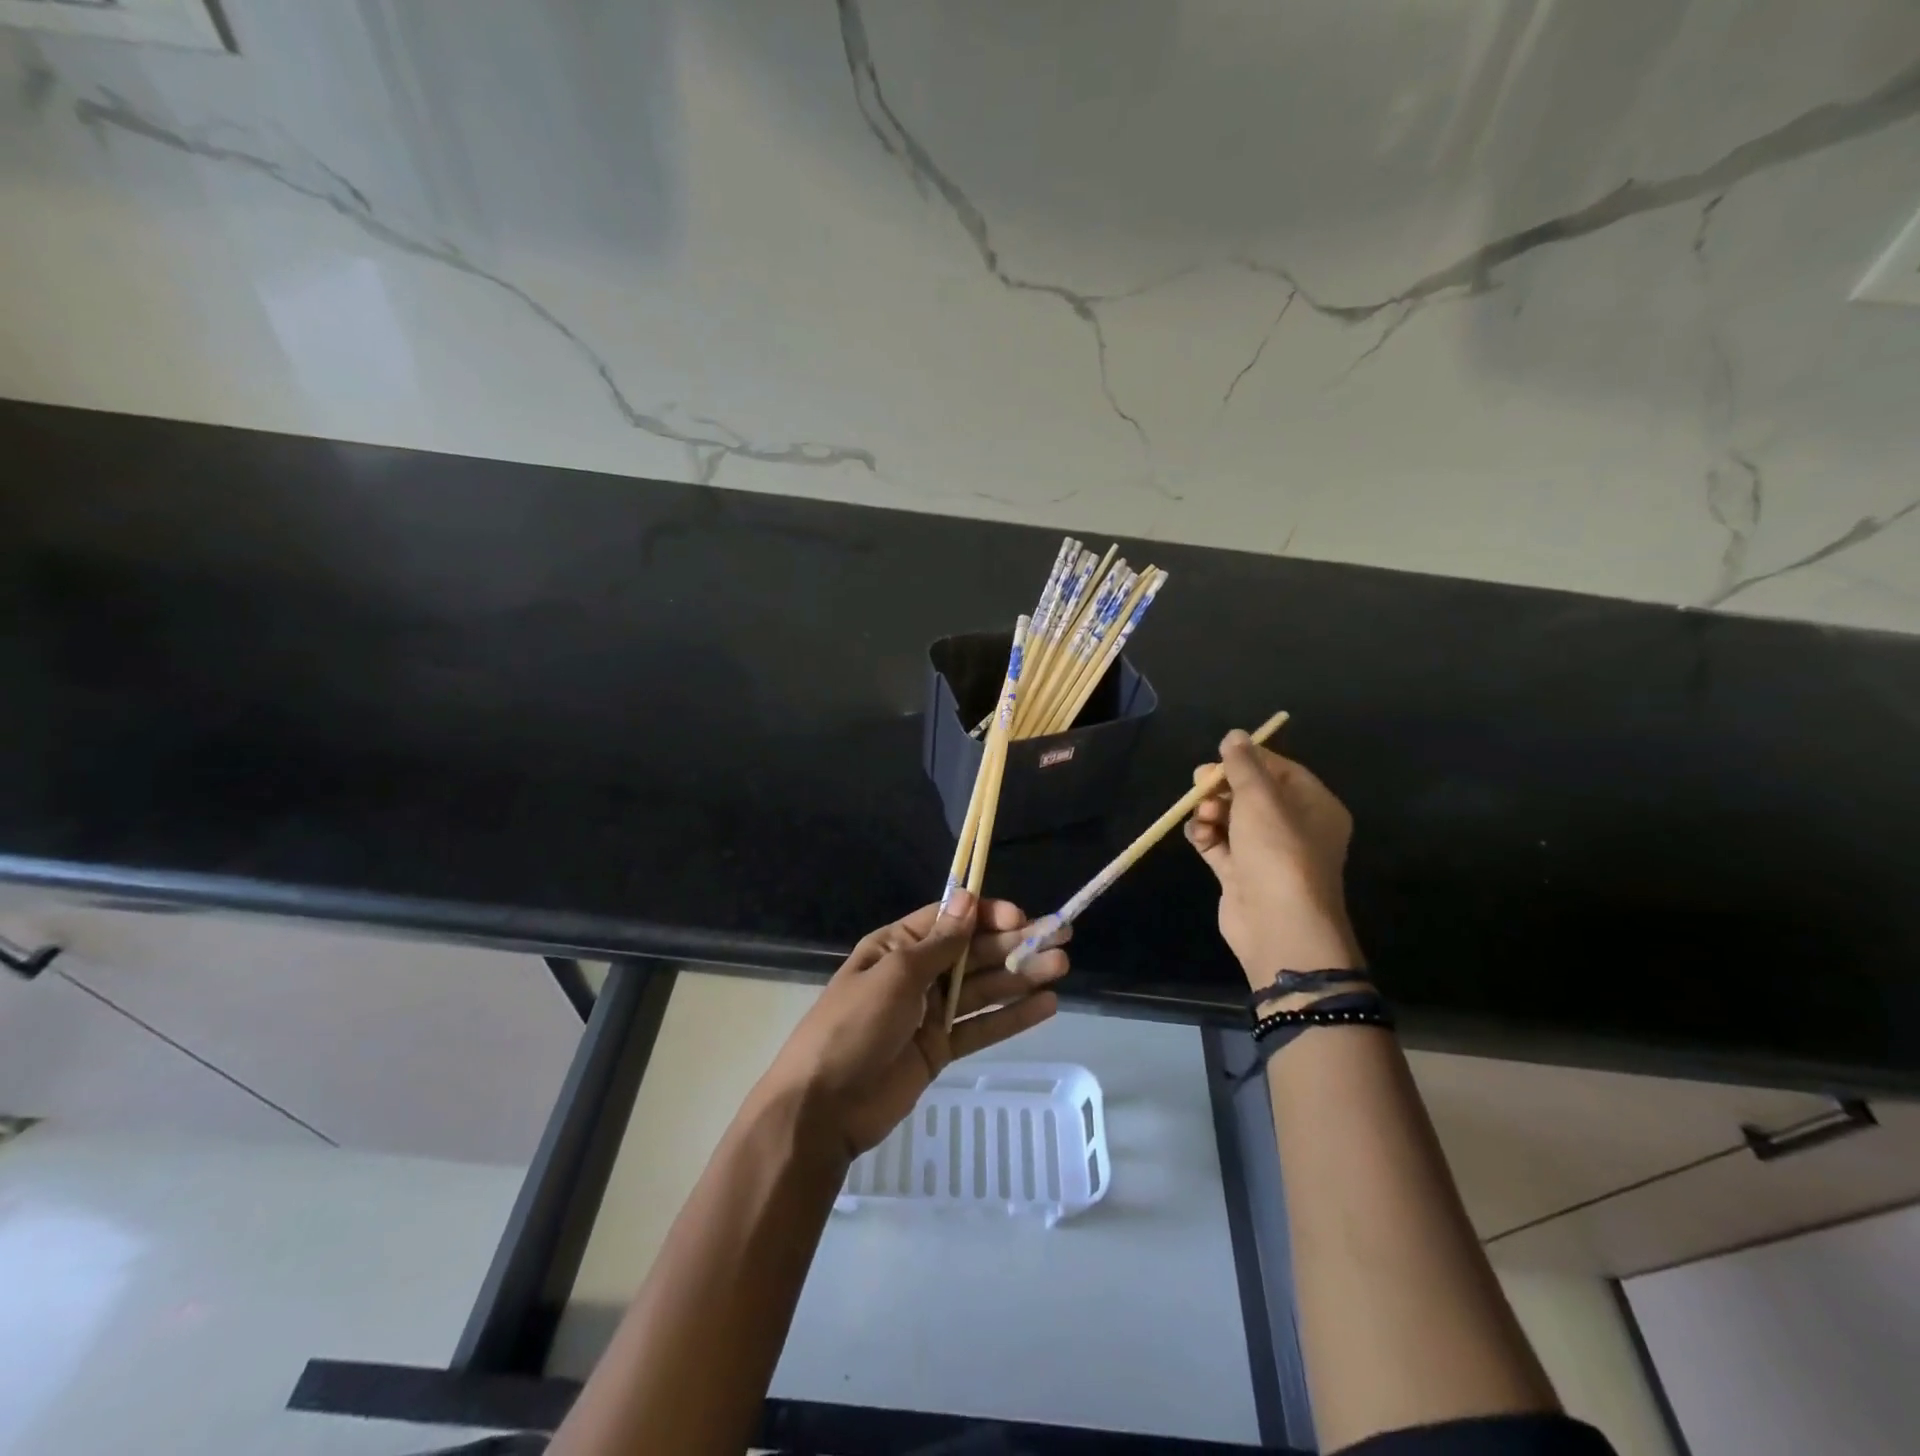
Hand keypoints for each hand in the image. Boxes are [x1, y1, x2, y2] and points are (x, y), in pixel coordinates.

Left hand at [755, 892, 1068, 1158]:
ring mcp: (930, 1013)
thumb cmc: (853, 1026)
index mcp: (897, 946)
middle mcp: (917, 973)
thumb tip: (967, 899)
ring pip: (983, 988)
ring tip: (1060, 967)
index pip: (950, 920)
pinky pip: (981, 1026)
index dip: (986, 915)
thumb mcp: (895, 976)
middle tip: (1061, 936)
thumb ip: (938, 944)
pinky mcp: (941, 1048)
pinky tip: (1046, 1006)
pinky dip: (1012, 1017)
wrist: (823, 1107)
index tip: (1020, 918)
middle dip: (1015, 943)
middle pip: (973, 953)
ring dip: (1021, 976)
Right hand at [1184, 730, 1361, 984]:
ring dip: (1211, 811)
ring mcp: (1267, 854)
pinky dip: (1205, 835)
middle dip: (1223, 786)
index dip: (1248, 761)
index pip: (1281, 770)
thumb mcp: (1260, 798)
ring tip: (1203, 816)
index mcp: (1314, 806)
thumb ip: (1244, 765)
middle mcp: (1294, 828)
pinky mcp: (1242, 875)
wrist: (1278, 925)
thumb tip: (1234, 736)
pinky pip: (1219, 844)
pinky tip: (1197, 834)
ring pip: (1232, 818)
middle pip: (1252, 794)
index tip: (1219, 758)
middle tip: (1200, 784)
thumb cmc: (1278, 851)